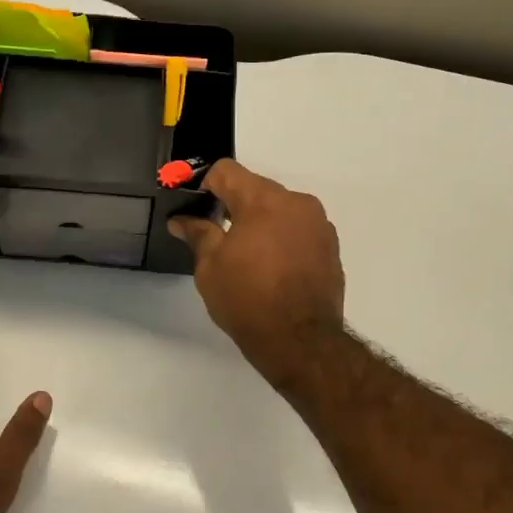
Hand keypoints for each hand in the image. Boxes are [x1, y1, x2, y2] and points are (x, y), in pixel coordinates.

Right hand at [167, 160, 345, 386]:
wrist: (301, 341)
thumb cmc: (247, 299)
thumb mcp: (210, 267)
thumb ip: (197, 233)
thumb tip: (181, 219)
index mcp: (263, 199)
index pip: (226, 171)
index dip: (204, 184)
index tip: (195, 208)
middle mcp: (296, 202)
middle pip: (255, 188)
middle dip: (233, 205)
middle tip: (215, 235)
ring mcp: (318, 224)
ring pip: (280, 209)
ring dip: (260, 222)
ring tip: (246, 256)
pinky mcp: (331, 247)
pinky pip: (298, 230)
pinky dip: (282, 238)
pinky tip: (271, 268)